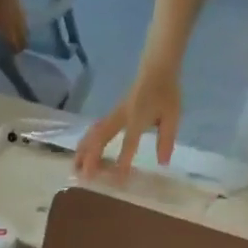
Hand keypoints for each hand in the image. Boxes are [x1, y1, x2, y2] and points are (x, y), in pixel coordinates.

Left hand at [0, 0, 28, 53]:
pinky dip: (22, 31)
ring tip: (14, 39)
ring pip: (26, 35)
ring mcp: (23, 19)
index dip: (11, 53)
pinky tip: (15, 28)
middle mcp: (18, 27)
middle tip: (11, 49)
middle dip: (18, 48)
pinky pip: (25, 26)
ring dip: (21, 40)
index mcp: (9, 30)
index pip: (13, 48)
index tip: (6, 55)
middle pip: (23, 44)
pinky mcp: (24, 11)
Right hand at [73, 54, 181, 177]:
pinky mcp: (111, 114)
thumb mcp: (172, 115)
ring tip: (75, 167)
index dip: (123, 159)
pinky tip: (79, 152)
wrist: (156, 68)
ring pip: (94, 133)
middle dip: (92, 156)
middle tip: (85, 176)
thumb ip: (166, 139)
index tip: (118, 179)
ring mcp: (114, 114)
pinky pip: (95, 129)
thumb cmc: (166, 92)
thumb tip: (163, 163)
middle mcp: (121, 116)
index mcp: (138, 116)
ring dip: (84, 150)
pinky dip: (86, 142)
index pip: (129, 141)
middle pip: (102, 137)